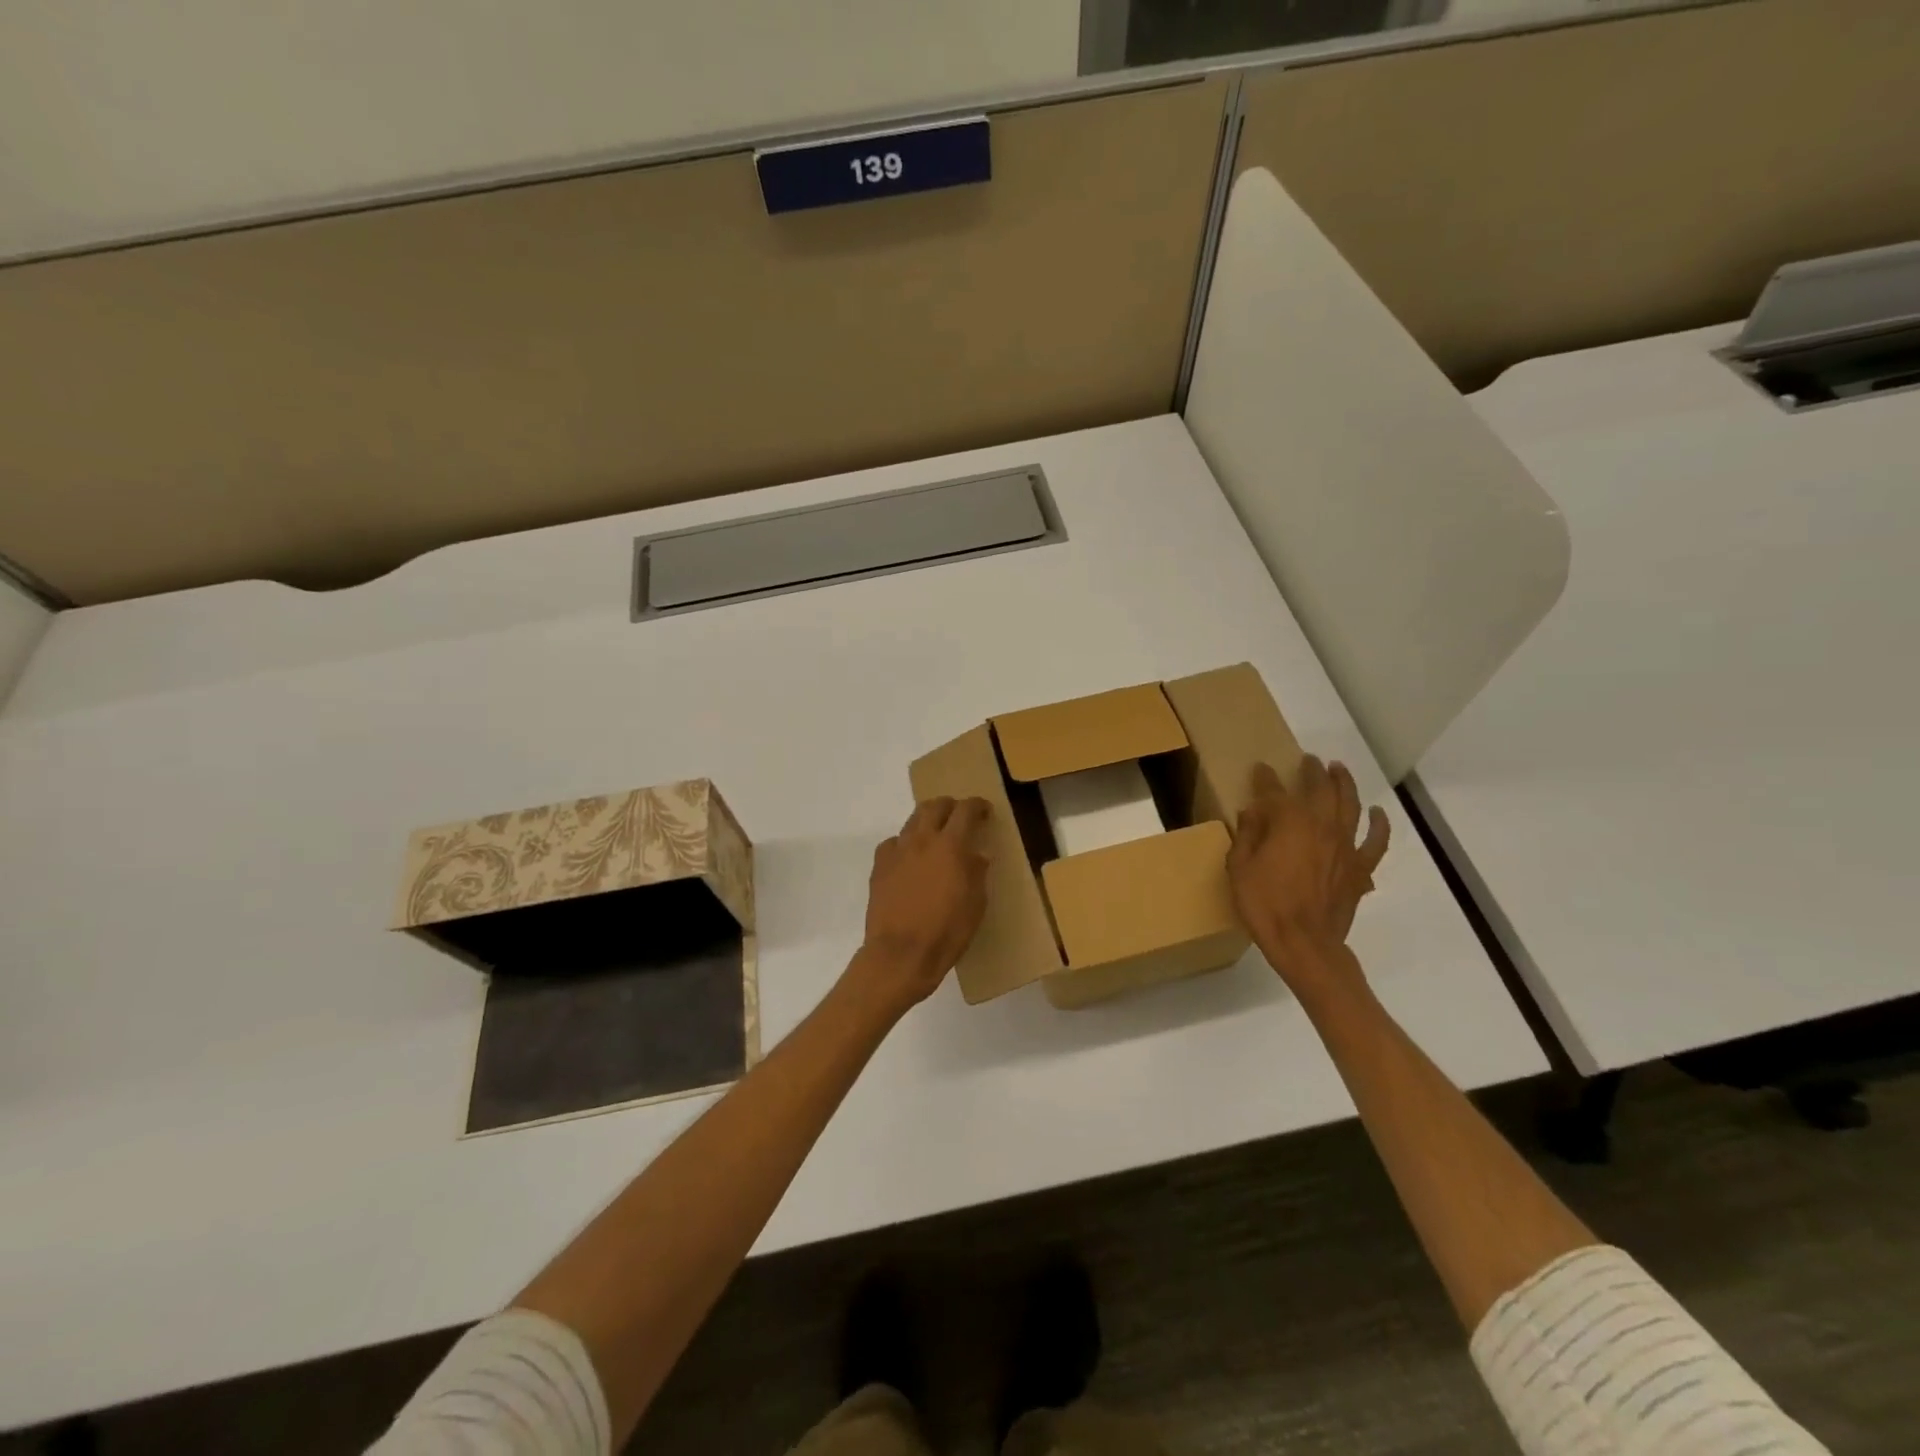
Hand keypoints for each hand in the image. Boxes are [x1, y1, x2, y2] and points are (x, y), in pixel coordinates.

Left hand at [853, 796, 990, 1013]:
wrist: (900, 954)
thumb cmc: (946, 932)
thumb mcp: (975, 904)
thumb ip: (977, 872)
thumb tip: (978, 855)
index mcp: (951, 845)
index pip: (966, 810)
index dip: (978, 805)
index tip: (985, 810)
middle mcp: (922, 839)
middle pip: (935, 806)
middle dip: (950, 806)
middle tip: (960, 817)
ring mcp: (897, 851)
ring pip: (912, 820)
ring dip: (928, 821)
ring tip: (936, 835)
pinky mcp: (879, 866)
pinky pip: (893, 842)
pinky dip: (906, 843)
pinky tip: (910, 858)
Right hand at [1227, 757, 1388, 1000]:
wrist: (1304, 943)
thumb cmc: (1264, 905)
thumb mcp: (1239, 868)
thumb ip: (1247, 836)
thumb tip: (1252, 813)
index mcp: (1288, 822)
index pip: (1275, 790)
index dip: (1266, 778)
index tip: (1260, 768)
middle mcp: (1321, 825)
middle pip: (1320, 788)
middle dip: (1312, 771)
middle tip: (1308, 760)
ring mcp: (1346, 845)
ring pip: (1350, 804)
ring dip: (1344, 783)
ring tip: (1339, 769)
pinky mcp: (1360, 867)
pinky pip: (1376, 841)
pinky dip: (1379, 824)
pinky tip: (1377, 813)